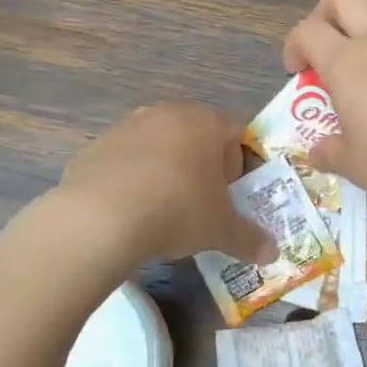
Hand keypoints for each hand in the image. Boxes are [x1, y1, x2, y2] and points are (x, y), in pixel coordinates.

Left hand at [57, 103, 276, 264]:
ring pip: (158, 145)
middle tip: (201, 202)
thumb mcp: (220, 229)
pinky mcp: (94, 147)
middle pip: (196, 134)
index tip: (229, 194)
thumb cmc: (177, 210)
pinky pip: (125, 161)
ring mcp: (126, 126)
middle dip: (202, 166)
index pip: (235, 132)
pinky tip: (130, 211)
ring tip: (163, 209)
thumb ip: (249, 238)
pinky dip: (132, 179)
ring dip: (166, 170)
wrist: (100, 218)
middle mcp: (166, 113)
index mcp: (204, 122)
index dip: (238, 164)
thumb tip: (272, 254)